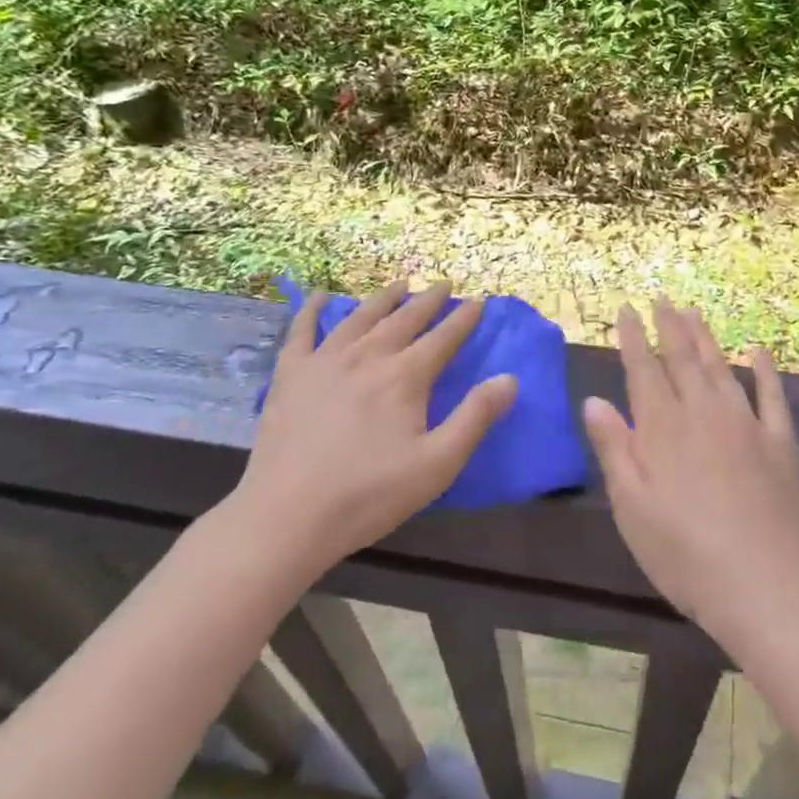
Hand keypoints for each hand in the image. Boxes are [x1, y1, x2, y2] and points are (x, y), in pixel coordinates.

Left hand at [226, 282, 518, 574]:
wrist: (288, 515)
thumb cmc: (369, 494)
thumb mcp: (437, 464)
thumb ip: (475, 418)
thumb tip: (510, 378)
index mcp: (405, 376)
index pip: (443, 338)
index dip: (464, 319)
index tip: (478, 302)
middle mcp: (368, 356)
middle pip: (404, 319)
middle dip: (429, 300)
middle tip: (444, 284)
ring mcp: (325, 360)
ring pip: (360, 317)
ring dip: (384, 297)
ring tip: (400, 283)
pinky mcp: (290, 374)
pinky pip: (302, 330)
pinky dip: (313, 309)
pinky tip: (320, 297)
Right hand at [582, 300, 798, 658]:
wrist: (765, 588)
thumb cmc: (684, 555)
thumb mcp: (632, 508)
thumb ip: (614, 449)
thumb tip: (594, 400)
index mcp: (663, 429)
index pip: (643, 370)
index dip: (633, 338)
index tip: (626, 310)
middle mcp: (703, 414)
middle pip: (682, 359)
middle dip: (668, 326)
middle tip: (661, 298)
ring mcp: (746, 424)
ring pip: (721, 368)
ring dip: (705, 337)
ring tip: (693, 311)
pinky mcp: (780, 443)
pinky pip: (772, 396)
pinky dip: (765, 370)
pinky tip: (758, 351)